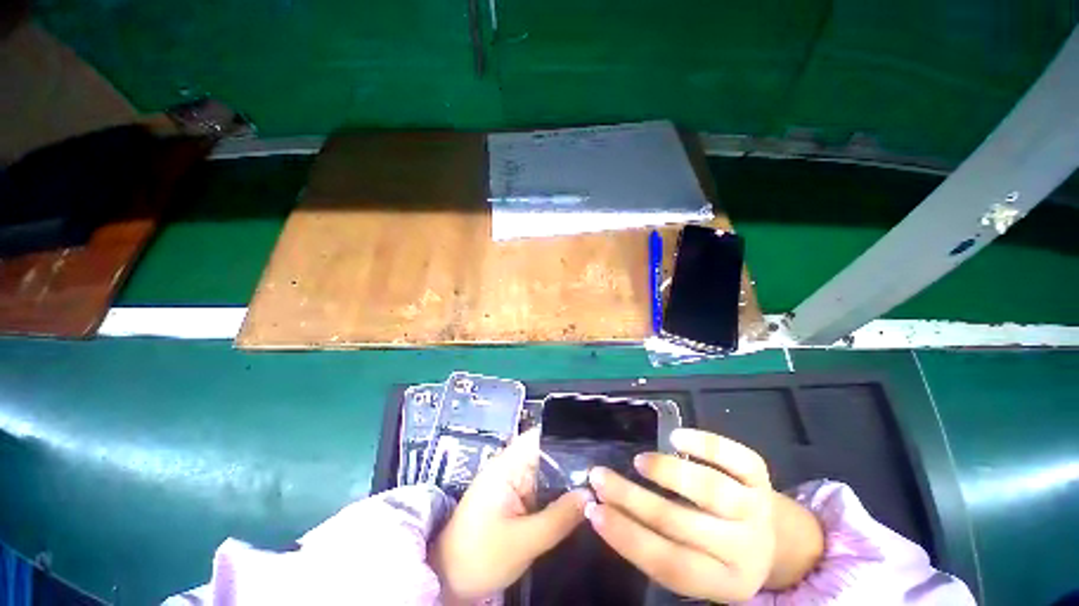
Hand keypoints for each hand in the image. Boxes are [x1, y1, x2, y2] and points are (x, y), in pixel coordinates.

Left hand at [430, 428, 589, 603]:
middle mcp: (511, 464)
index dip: (568, 437)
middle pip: (548, 451)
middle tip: (605, 469)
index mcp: (508, 464)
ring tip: (599, 481)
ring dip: (568, 476)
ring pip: (547, 469)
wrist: (448, 580)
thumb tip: (590, 495)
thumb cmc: (480, 556)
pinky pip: (541, 485)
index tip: (595, 447)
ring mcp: (512, 480)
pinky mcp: (514, 496)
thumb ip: (559, 518)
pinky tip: (577, 498)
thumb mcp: (523, 541)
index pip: (541, 436)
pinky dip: (558, 490)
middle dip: (574, 459)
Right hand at [586, 428, 823, 602]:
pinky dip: (706, 444)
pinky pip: (736, 458)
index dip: (627, 537)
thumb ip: (656, 544)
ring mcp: (755, 508)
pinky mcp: (760, 477)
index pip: (668, 563)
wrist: (775, 540)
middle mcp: (743, 548)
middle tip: (600, 476)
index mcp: (724, 581)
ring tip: (640, 462)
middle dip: (632, 498)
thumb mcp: (695, 565)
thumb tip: (604, 509)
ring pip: (711, 489)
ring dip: (669, 472)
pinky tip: (676, 437)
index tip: (593, 511)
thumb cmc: (719, 552)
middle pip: (681, 523)